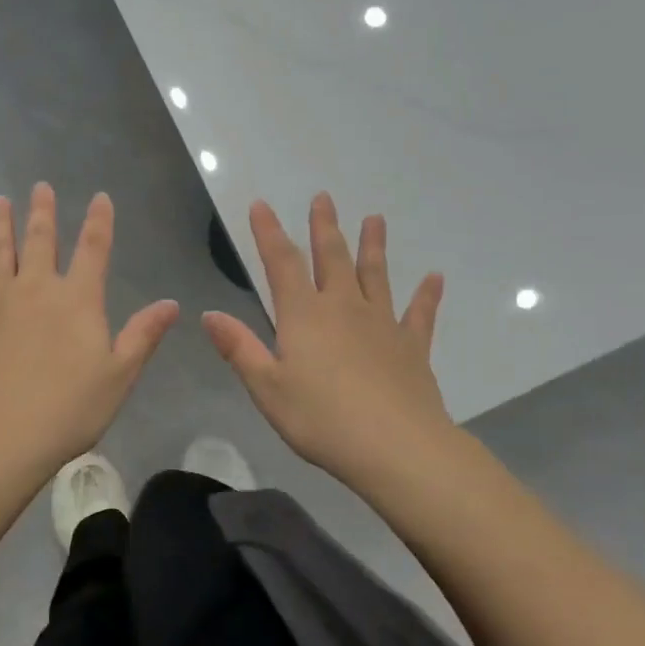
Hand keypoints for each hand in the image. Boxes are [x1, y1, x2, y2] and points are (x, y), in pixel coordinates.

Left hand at [0, 184, 178, 490]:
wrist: (0, 436)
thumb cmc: (69, 409)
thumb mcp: (119, 375)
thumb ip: (143, 335)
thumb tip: (171, 303)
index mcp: (77, 300)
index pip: (93, 250)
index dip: (99, 221)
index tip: (100, 197)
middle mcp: (36, 289)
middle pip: (41, 241)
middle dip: (43, 212)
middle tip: (39, 186)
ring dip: (0, 225)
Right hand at [203, 194, 453, 490]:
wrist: (396, 448)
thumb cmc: (321, 419)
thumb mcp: (267, 388)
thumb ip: (239, 348)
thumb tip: (209, 314)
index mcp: (303, 316)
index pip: (281, 263)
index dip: (269, 232)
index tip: (261, 204)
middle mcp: (343, 308)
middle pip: (331, 258)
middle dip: (324, 227)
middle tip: (324, 197)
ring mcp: (382, 324)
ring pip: (375, 275)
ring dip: (373, 246)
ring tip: (375, 219)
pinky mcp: (411, 347)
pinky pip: (420, 314)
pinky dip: (427, 295)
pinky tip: (435, 278)